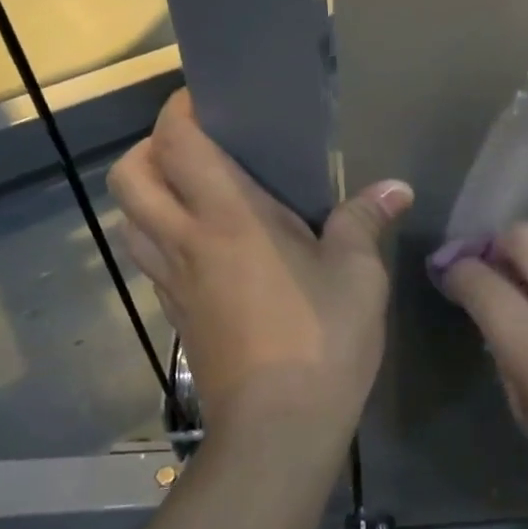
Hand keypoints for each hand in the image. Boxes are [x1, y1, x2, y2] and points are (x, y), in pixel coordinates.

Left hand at [107, 90, 412, 449]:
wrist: (278, 429)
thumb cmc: (321, 340)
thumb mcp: (358, 274)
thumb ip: (366, 221)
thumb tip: (396, 187)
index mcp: (228, 218)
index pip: (178, 142)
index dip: (181, 109)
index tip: (210, 99)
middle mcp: (185, 241)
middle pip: (131, 176)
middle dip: (151, 147)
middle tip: (200, 147)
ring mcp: (173, 281)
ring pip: (131, 219)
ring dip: (151, 193)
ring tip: (200, 193)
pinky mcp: (177, 315)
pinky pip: (153, 258)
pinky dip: (165, 236)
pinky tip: (212, 248)